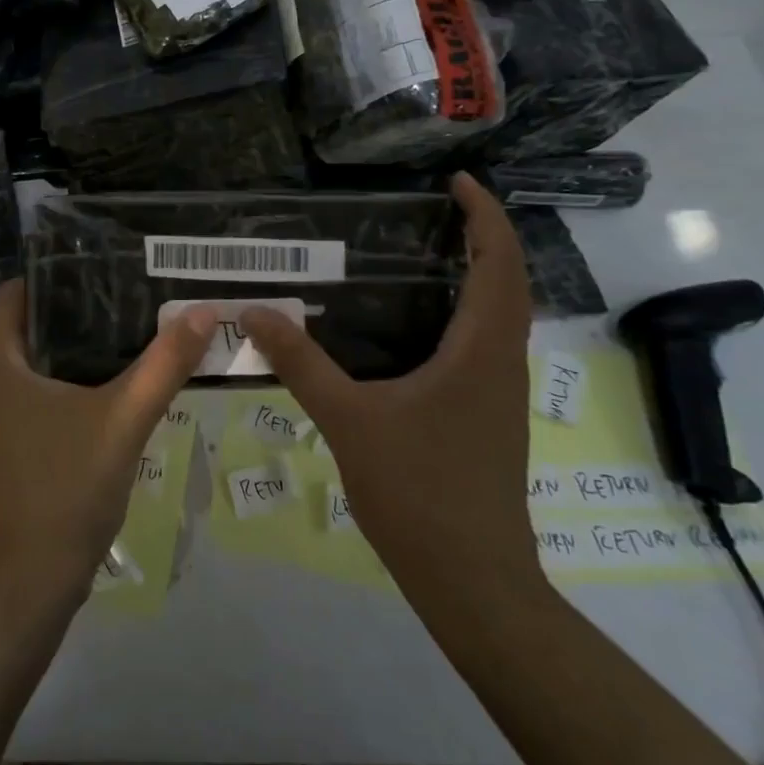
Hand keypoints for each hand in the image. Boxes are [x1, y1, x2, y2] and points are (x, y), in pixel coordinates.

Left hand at [0, 279, 214, 615]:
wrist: (27, 586)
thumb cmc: (62, 490)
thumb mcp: (121, 421)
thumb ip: (163, 365)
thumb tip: (203, 310)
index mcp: (2, 364)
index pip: (15, 293)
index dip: (50, 271)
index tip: (99, 259)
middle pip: (36, 324)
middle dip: (81, 305)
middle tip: (136, 288)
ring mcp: (8, 419)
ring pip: (48, 363)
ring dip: (87, 345)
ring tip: (140, 325)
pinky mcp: (24, 447)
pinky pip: (54, 396)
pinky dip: (85, 381)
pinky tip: (127, 384)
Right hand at [241, 173, 540, 614]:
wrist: (473, 582)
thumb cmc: (420, 493)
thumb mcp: (349, 421)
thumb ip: (302, 364)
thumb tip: (255, 312)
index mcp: (482, 352)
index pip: (500, 265)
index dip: (486, 217)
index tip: (460, 182)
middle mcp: (502, 364)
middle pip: (508, 283)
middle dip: (482, 237)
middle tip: (436, 210)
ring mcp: (499, 394)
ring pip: (499, 316)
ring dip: (477, 276)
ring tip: (424, 254)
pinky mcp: (488, 417)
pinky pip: (483, 345)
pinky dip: (462, 314)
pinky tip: (413, 327)